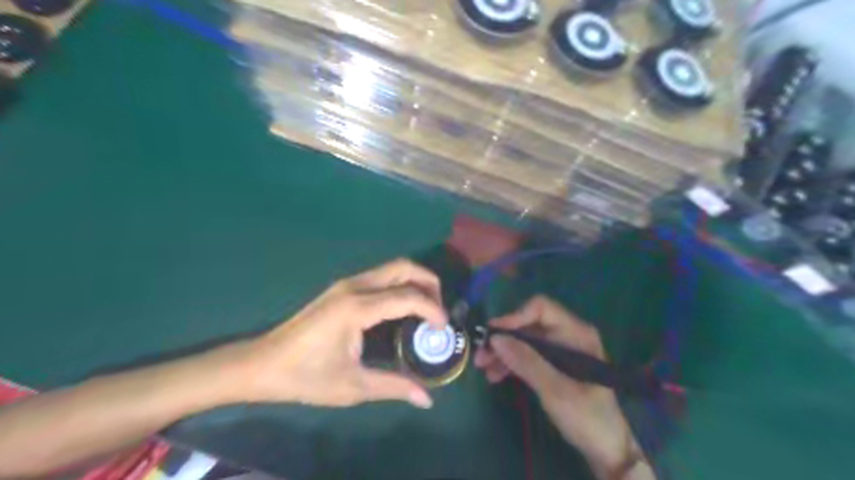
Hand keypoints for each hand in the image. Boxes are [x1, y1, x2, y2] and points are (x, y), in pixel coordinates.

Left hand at [233, 259, 447, 408]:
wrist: (262, 364)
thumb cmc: (305, 377)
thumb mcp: (353, 386)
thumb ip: (394, 386)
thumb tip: (427, 399)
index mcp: (357, 307)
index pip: (407, 296)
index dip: (432, 309)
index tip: (443, 328)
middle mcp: (354, 287)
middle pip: (403, 267)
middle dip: (429, 282)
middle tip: (439, 309)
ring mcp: (347, 284)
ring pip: (392, 268)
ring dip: (415, 282)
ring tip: (426, 308)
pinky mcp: (342, 289)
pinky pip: (381, 277)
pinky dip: (400, 286)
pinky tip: (402, 309)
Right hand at [470, 297, 643, 475]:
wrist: (607, 446)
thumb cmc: (587, 415)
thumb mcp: (555, 389)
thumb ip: (526, 362)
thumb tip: (495, 339)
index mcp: (575, 332)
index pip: (541, 308)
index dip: (515, 317)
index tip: (493, 335)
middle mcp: (567, 334)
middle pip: (529, 325)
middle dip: (504, 339)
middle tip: (481, 355)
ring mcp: (560, 349)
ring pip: (525, 340)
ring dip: (504, 352)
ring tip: (484, 368)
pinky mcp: (554, 364)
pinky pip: (528, 355)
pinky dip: (512, 362)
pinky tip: (496, 375)